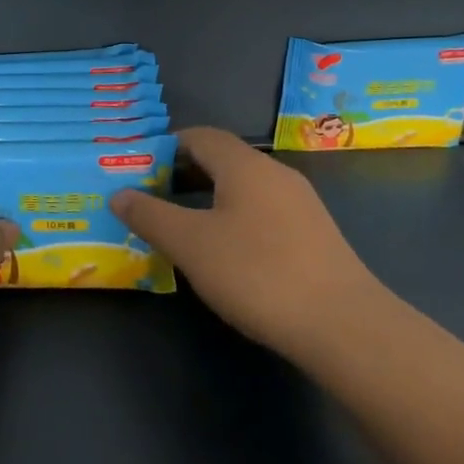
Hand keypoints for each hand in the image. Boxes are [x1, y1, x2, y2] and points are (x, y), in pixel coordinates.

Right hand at [110, 127, 384, 359]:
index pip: (200, 136)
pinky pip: (263, 212)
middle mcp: (275, 175)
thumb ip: (150, 215)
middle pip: (223, 160)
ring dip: (208, 198)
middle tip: (151, 198)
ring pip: (244, 188)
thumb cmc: (257, 273)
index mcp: (245, 166)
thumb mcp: (190, 244)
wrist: (345, 327)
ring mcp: (301, 205)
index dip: (166, 147)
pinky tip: (225, 253)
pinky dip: (234, 219)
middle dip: (184, 174)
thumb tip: (119, 193)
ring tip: (181, 227)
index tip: (139, 169)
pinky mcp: (315, 236)